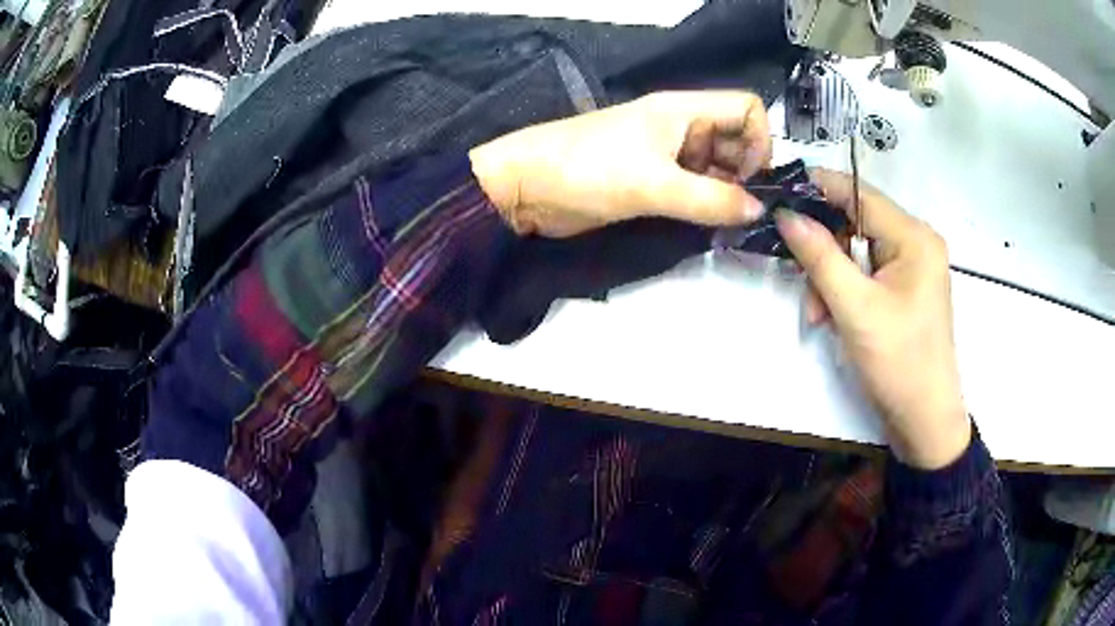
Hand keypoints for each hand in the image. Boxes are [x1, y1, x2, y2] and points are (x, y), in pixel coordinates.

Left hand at [469, 91, 771, 237]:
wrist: (523, 187)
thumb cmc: (586, 170)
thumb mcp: (653, 184)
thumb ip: (709, 199)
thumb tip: (758, 211)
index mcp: (683, 111)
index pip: (746, 109)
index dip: (759, 141)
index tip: (750, 180)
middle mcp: (680, 128)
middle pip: (735, 141)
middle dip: (745, 175)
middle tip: (742, 214)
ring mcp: (666, 155)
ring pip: (716, 169)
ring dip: (725, 195)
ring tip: (724, 224)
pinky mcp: (651, 180)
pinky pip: (693, 189)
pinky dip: (705, 205)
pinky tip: (705, 226)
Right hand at [775, 170, 970, 469]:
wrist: (925, 421)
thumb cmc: (899, 363)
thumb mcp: (855, 308)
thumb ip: (819, 256)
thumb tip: (785, 213)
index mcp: (914, 237)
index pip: (859, 194)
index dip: (817, 189)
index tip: (777, 195)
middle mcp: (916, 242)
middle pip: (856, 224)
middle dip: (824, 252)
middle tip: (802, 284)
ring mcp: (911, 267)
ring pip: (856, 252)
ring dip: (830, 279)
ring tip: (819, 315)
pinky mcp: (904, 290)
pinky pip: (865, 274)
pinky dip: (844, 292)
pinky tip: (833, 318)